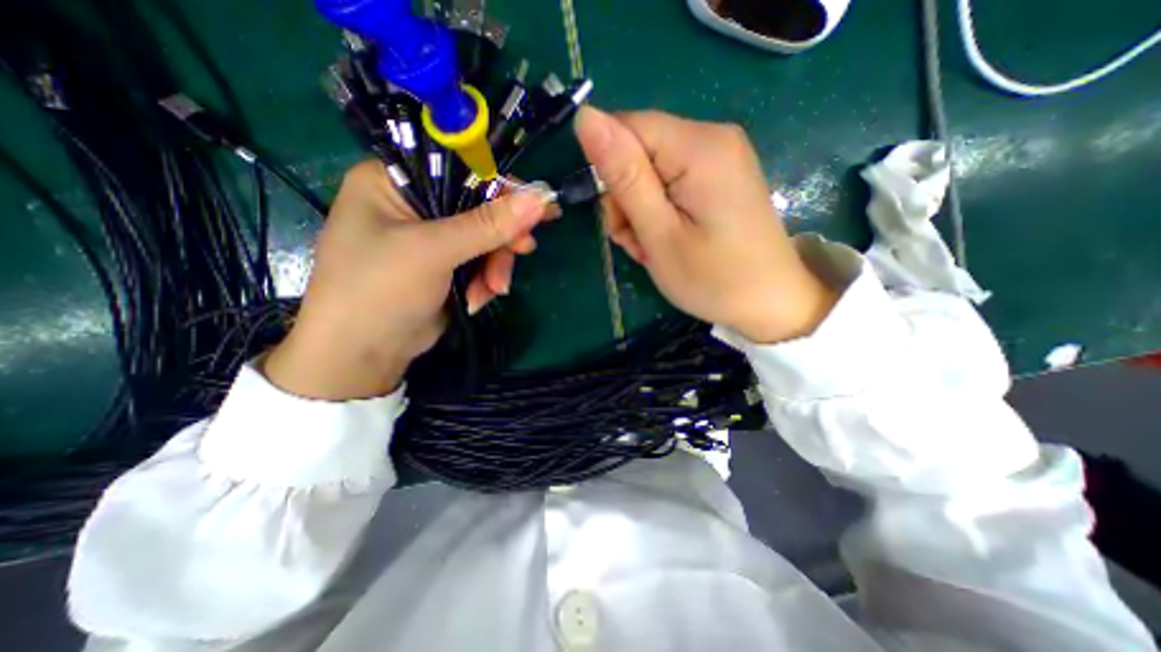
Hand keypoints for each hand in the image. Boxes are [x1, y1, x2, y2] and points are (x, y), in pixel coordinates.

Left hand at [265, 160, 548, 399]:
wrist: (363, 355)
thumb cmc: (380, 290)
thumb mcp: (433, 251)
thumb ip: (486, 225)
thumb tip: (539, 199)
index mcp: (393, 182)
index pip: (460, 168)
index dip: (502, 187)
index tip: (538, 207)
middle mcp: (413, 205)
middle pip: (478, 207)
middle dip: (501, 236)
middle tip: (525, 249)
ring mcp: (431, 238)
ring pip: (484, 239)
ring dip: (495, 265)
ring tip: (495, 289)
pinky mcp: (444, 266)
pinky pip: (479, 262)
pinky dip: (485, 280)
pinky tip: (478, 299)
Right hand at [578, 108, 833, 339]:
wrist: (771, 302)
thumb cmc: (713, 278)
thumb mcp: (659, 233)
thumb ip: (624, 175)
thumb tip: (586, 116)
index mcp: (698, 146)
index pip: (626, 127)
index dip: (610, 171)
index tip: (620, 218)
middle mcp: (713, 137)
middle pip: (639, 150)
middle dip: (626, 198)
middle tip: (640, 242)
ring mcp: (721, 156)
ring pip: (651, 169)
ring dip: (640, 210)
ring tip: (654, 248)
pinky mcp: (721, 175)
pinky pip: (671, 181)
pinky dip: (660, 211)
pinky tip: (668, 239)